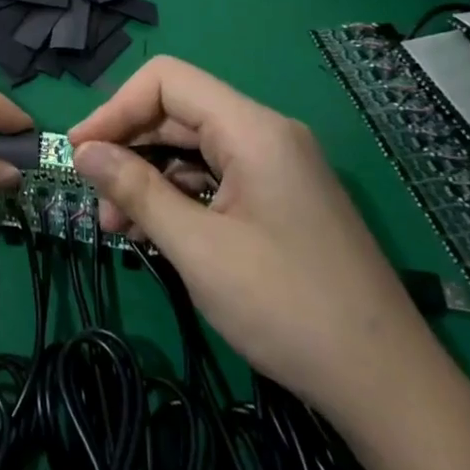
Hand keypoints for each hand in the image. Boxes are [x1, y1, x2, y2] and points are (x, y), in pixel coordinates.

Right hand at [69, 56, 436, 424]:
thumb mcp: (198, 248)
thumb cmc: (287, 308)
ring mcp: (277, 168)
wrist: (390, 389)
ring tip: (118, 227)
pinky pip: (214, 177)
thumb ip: (135, 190)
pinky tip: (155, 234)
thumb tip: (83, 152)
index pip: (167, 81)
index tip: (80, 152)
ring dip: (148, 178)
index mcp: (253, 129)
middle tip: (95, 200)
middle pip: (177, 113)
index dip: (116, 109)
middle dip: (128, 149)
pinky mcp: (280, 199)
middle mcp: (266, 135)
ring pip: (192, 149)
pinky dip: (177, 197)